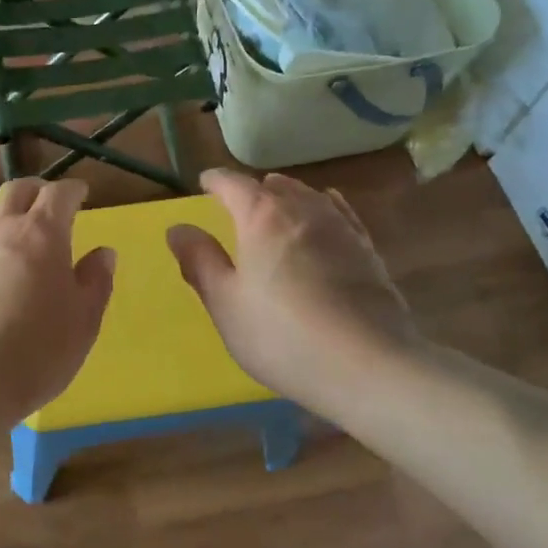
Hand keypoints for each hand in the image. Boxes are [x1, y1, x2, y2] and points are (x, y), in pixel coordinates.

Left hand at [0, 177, 114, 427]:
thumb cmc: (36, 352)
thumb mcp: (83, 322)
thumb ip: (95, 282)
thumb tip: (103, 252)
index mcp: (44, 235)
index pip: (60, 195)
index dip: (73, 190)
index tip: (82, 193)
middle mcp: (3, 228)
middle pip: (18, 191)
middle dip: (38, 190)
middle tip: (50, 201)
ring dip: (5, 205)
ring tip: (16, 216)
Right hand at [166, 169, 417, 409]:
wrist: (368, 365)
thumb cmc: (281, 335)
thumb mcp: (226, 304)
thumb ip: (200, 261)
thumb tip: (178, 228)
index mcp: (262, 216)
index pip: (233, 184)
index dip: (215, 181)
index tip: (204, 183)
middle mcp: (304, 209)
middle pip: (273, 186)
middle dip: (252, 190)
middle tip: (236, 205)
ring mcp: (341, 227)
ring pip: (308, 196)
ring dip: (287, 197)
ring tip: (275, 209)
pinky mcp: (367, 250)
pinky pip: (339, 214)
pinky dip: (321, 210)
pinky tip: (322, 219)